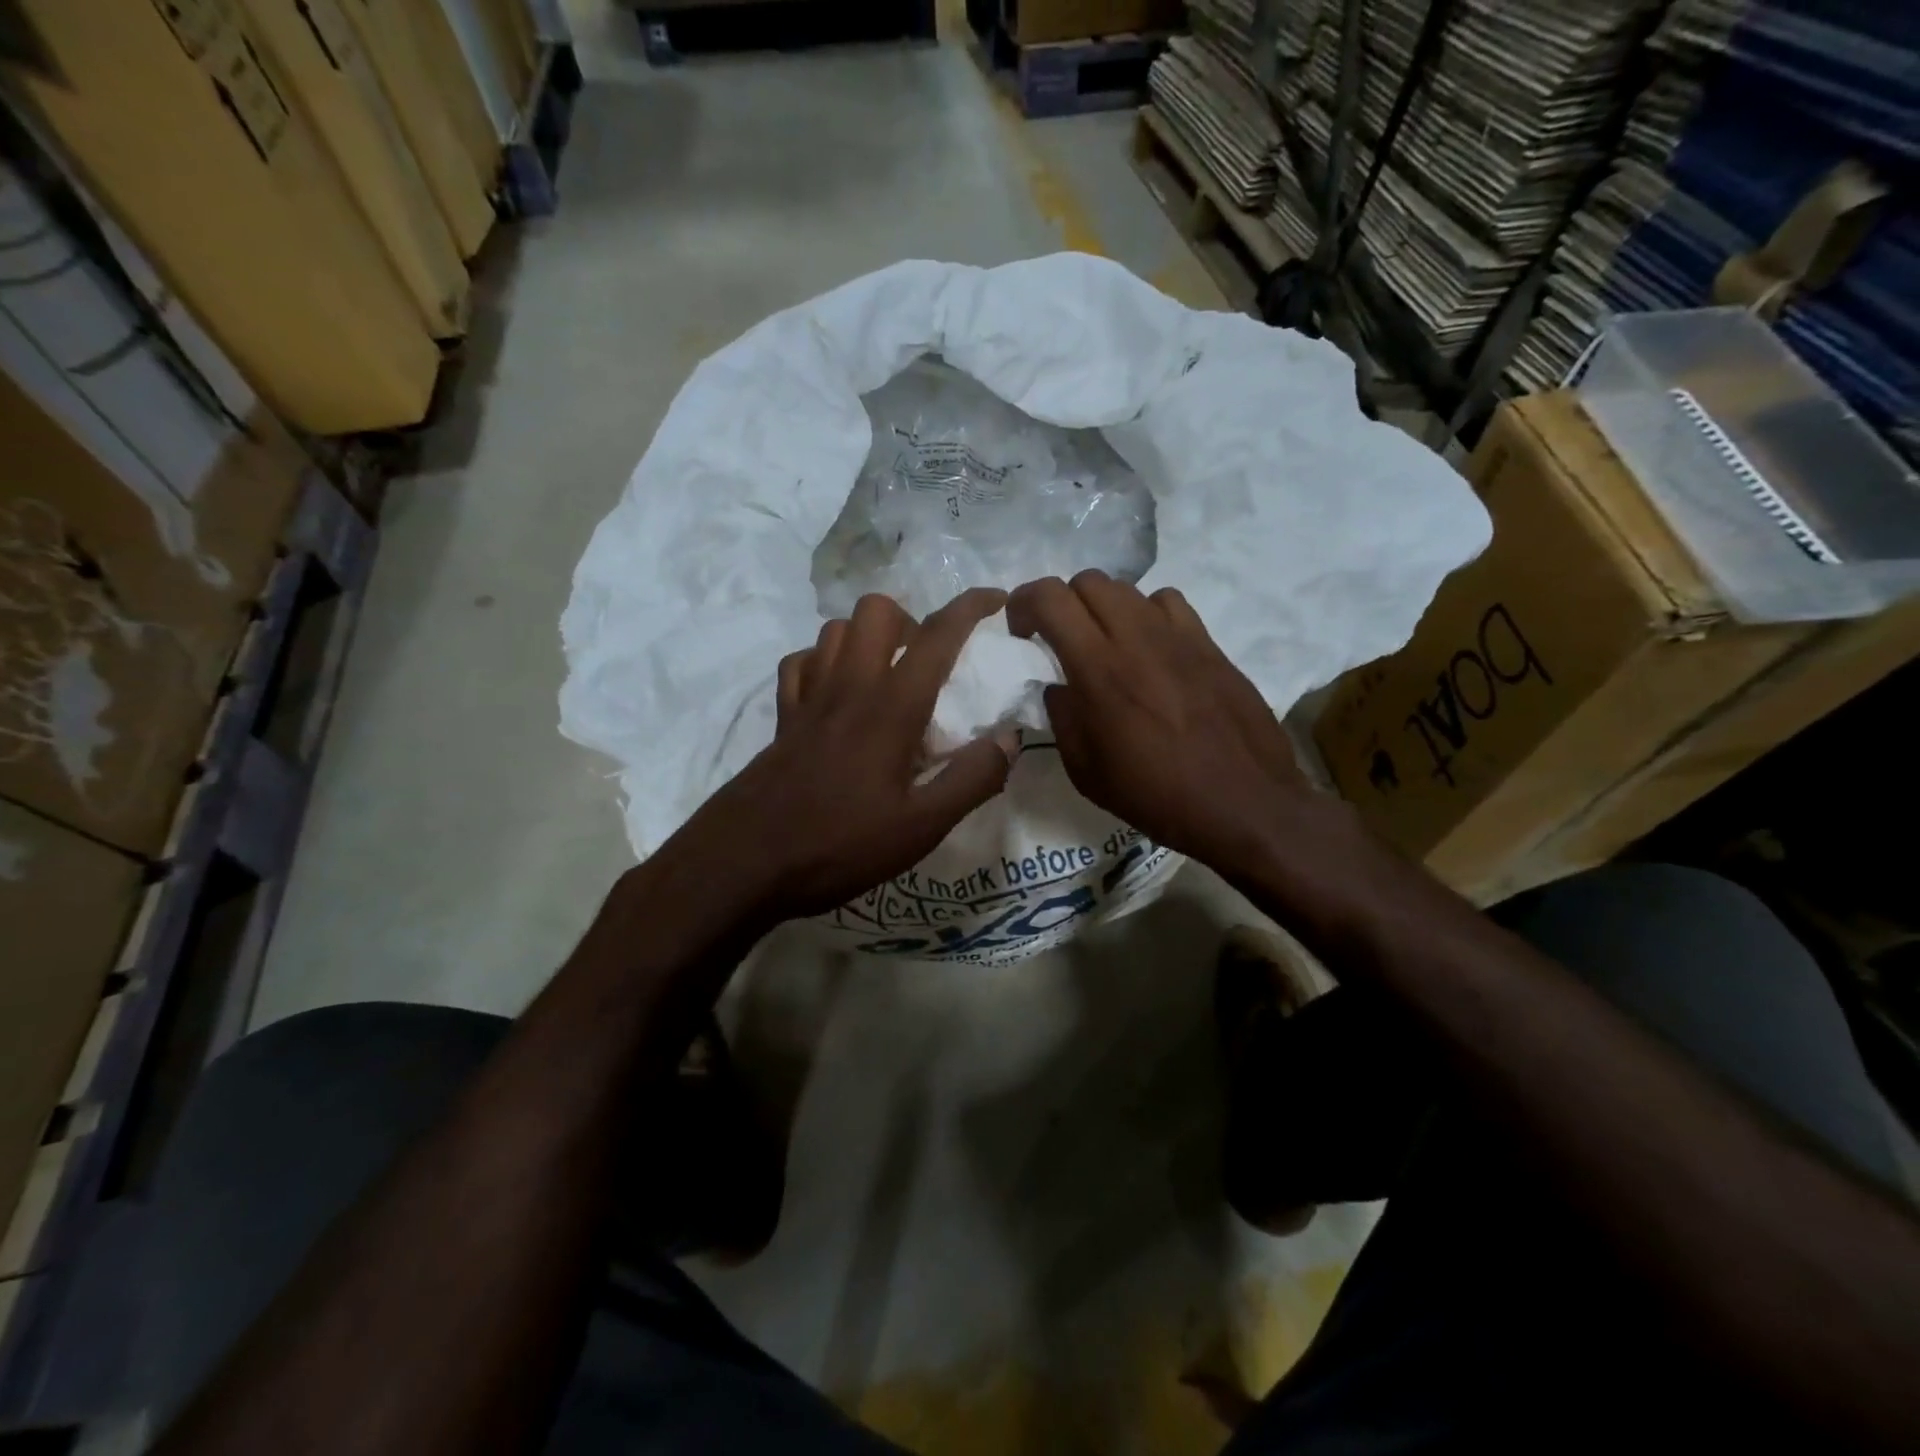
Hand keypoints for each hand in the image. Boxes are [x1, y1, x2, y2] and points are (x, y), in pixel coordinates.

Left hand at [668, 589, 1016, 924]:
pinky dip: (823, 663)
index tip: (996, 600)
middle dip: (910, 619)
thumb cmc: (839, 845)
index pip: (937, 635)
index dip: (970, 607)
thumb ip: (972, 780)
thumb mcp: (921, 827)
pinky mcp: (782, 717)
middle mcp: (849, 686)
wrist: (745, 863)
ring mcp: (808, 698)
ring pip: (835, 630)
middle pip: (876, 610)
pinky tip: (836, 694)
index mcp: (891, 707)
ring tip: (886, 676)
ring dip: (867, 638)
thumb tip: (1009, 739)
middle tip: (927, 662)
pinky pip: (801, 663)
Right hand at [1006, 571, 1310, 868]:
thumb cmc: (1156, 795)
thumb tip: (1057, 686)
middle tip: (1059, 638)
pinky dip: (1147, 615)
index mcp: (1098, 669)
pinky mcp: (1209, 643)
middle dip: (1062, 602)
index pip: (1051, 598)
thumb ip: (1062, 718)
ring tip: (1104, 643)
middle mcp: (1136, 638)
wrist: (1243, 803)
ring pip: (1128, 588)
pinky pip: (1168, 603)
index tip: (1020, 631)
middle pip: (1088, 581)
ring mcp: (1178, 636)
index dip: (1024, 602)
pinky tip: (1150, 648)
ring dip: (1103, 608)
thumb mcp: (1086, 771)